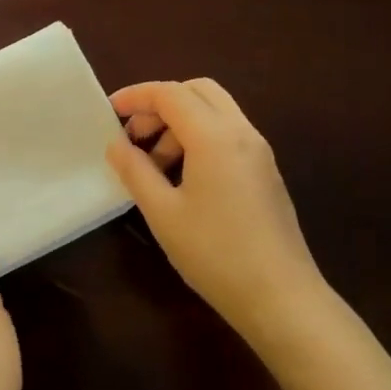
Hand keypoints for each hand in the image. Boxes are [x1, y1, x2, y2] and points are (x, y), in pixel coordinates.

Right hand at [106, 79, 329, 346]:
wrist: (281, 298)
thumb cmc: (215, 253)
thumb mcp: (163, 212)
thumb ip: (135, 170)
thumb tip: (116, 144)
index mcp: (215, 136)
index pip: (170, 94)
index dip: (136, 96)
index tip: (109, 112)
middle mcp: (242, 132)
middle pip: (197, 91)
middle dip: (160, 104)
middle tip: (134, 135)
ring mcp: (258, 151)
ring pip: (215, 111)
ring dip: (179, 124)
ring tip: (154, 165)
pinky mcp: (265, 171)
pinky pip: (227, 134)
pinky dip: (199, 139)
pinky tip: (182, 178)